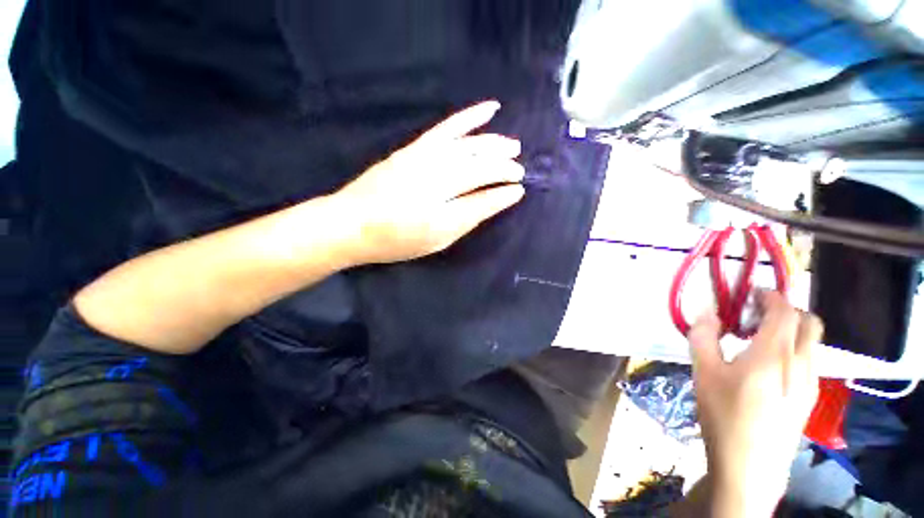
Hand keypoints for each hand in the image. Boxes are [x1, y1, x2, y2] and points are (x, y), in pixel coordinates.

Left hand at [334, 100, 525, 264]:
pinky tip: (490, 109)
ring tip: (513, 146)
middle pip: (479, 167)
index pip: (484, 195)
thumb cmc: (396, 240)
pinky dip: (470, 118)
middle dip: (504, 166)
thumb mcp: (437, 240)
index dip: (504, 192)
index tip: (519, 190)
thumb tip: (499, 199)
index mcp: (442, 209)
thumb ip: (469, 217)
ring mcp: (425, 158)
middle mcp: (436, 179)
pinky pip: (447, 128)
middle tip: (519, 169)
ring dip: (494, 144)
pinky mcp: (415, 148)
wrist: (351, 223)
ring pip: (469, 146)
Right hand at [688, 291, 821, 516]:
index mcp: (774, 354)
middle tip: (754, 315)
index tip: (749, 292)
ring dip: (789, 330)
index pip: (783, 310)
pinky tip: (767, 366)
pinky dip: (792, 349)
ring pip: (811, 342)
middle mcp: (801, 363)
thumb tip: (707, 311)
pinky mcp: (809, 398)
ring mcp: (809, 382)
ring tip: (757, 340)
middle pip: (808, 322)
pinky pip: (808, 360)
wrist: (749, 466)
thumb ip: (704, 337)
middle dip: (785, 309)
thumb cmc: (723, 415)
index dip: (769, 295)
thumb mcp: (704, 373)